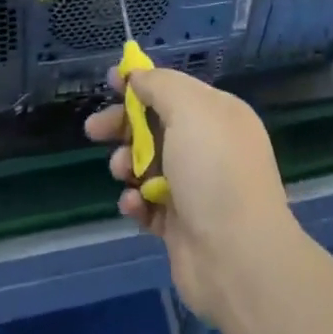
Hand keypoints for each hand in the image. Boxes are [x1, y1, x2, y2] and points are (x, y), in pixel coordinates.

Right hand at [85, 66, 300, 325]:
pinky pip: (149, 203)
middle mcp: (209, 147)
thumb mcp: (188, 109)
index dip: (142, 83)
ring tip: (122, 171)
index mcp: (218, 115)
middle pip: (156, 126)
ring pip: (148, 164)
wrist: (237, 258)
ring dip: (127, 163)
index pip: (175, 89)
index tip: (111, 82)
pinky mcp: (181, 226)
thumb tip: (139, 76)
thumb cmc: (213, 170)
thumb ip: (160, 85)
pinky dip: (136, 201)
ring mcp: (196, 188)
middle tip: (94, 130)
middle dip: (124, 125)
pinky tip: (134, 204)